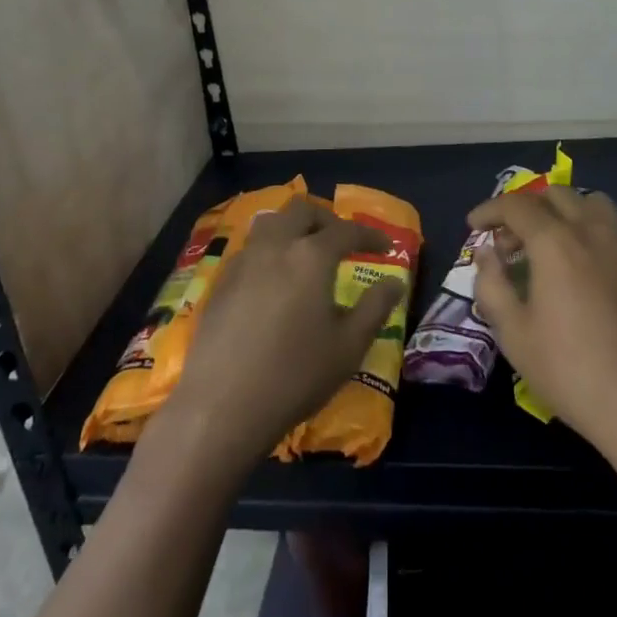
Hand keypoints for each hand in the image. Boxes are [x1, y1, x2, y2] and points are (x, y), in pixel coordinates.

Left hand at [168, 195, 404, 469]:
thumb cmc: (294, 376)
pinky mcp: (221, 282)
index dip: (370, 234)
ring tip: (305, 253)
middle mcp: (276, 246)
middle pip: (302, 210)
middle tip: (341, 242)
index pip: (346, 230)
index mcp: (311, 256)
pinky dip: (270, 250)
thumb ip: (375, 308)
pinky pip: (251, 248)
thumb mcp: (348, 347)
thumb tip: (395, 281)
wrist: (221, 406)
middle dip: (327, 219)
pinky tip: (274, 281)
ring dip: (293, 228)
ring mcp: (243, 261)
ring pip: (271, 222)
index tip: (386, 246)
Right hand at [470, 187, 616, 470]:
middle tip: (509, 242)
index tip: (474, 224)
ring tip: (552, 247)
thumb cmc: (574, 374)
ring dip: (566, 213)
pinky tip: (588, 280)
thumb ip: (492, 286)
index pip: (516, 205)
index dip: (490, 209)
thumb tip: (487, 254)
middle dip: (526, 208)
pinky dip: (593, 239)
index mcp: (557, 242)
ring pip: (594, 205)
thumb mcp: (515, 336)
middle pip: (556, 195)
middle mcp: (595, 232)